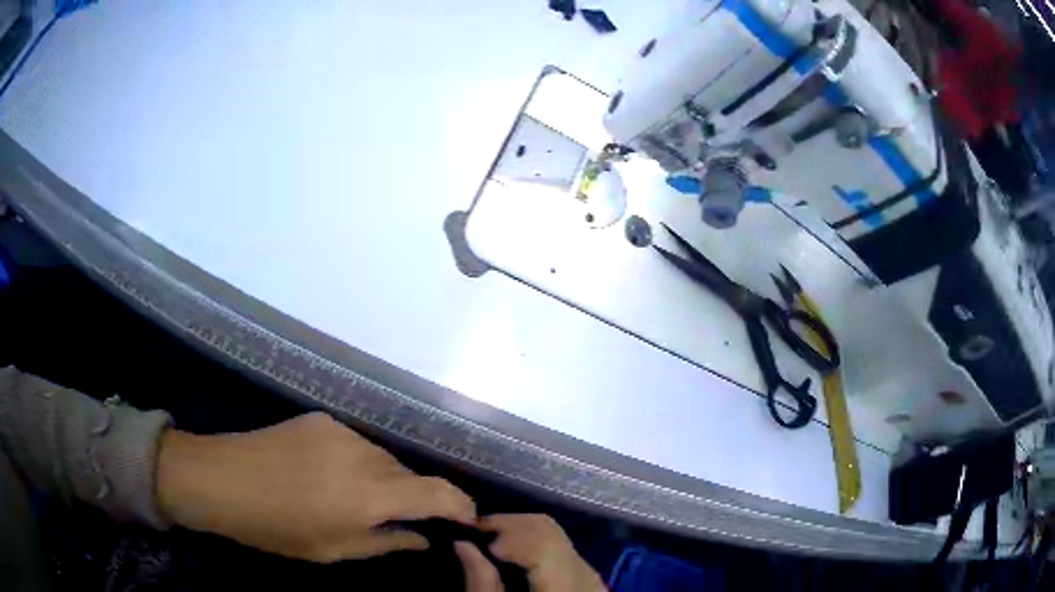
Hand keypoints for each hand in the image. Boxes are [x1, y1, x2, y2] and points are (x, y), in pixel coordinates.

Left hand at [156, 412, 474, 562]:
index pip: (438, 493)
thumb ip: (386, 542)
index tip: (467, 520)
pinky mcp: (322, 420)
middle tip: (399, 520)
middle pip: (411, 474)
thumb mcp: (334, 550)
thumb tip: (423, 538)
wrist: (223, 479)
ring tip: (356, 499)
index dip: (461, 505)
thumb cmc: (277, 528)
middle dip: (416, 498)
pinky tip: (329, 477)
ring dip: (385, 480)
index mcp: (371, 493)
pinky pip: (357, 445)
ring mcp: (342, 432)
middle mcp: (365, 455)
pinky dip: (358, 464)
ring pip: (384, 459)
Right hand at [456, 514, 605, 591]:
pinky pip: (563, 550)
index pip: (540, 541)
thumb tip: (463, 543)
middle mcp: (585, 578)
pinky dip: (535, 545)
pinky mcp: (590, 581)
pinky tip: (513, 556)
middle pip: (549, 530)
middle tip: (474, 535)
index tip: (471, 536)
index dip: (504, 531)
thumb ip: (481, 583)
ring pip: (557, 535)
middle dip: (508, 526)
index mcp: (564, 589)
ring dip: (520, 533)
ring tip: (490, 545)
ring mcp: (592, 578)